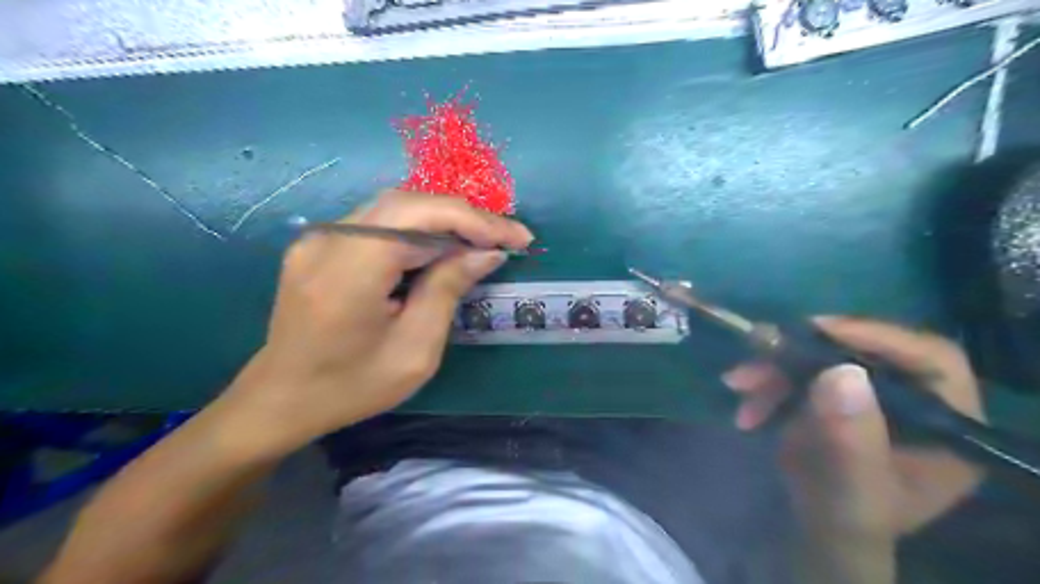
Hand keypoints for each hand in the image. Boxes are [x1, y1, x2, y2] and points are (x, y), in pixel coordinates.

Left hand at [216, 192, 531, 456]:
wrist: (280, 400)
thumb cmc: (351, 387)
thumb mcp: (415, 350)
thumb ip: (448, 290)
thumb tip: (485, 253)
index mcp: (350, 271)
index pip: (422, 217)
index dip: (476, 221)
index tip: (518, 237)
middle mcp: (329, 240)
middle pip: (409, 203)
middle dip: (465, 216)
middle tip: (504, 238)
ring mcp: (319, 238)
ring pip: (395, 208)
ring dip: (444, 220)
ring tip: (481, 241)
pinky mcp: (320, 244)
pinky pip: (379, 223)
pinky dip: (418, 230)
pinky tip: (441, 248)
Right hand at [725, 316, 984, 582]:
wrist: (820, 527)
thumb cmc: (849, 518)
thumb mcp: (854, 491)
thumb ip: (852, 440)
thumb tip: (841, 372)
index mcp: (949, 424)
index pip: (930, 359)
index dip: (877, 336)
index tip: (818, 329)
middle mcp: (914, 398)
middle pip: (864, 351)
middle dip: (802, 354)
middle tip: (760, 350)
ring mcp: (870, 392)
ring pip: (821, 358)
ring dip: (773, 368)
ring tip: (738, 385)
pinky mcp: (835, 391)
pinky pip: (797, 371)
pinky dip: (766, 381)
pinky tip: (747, 407)